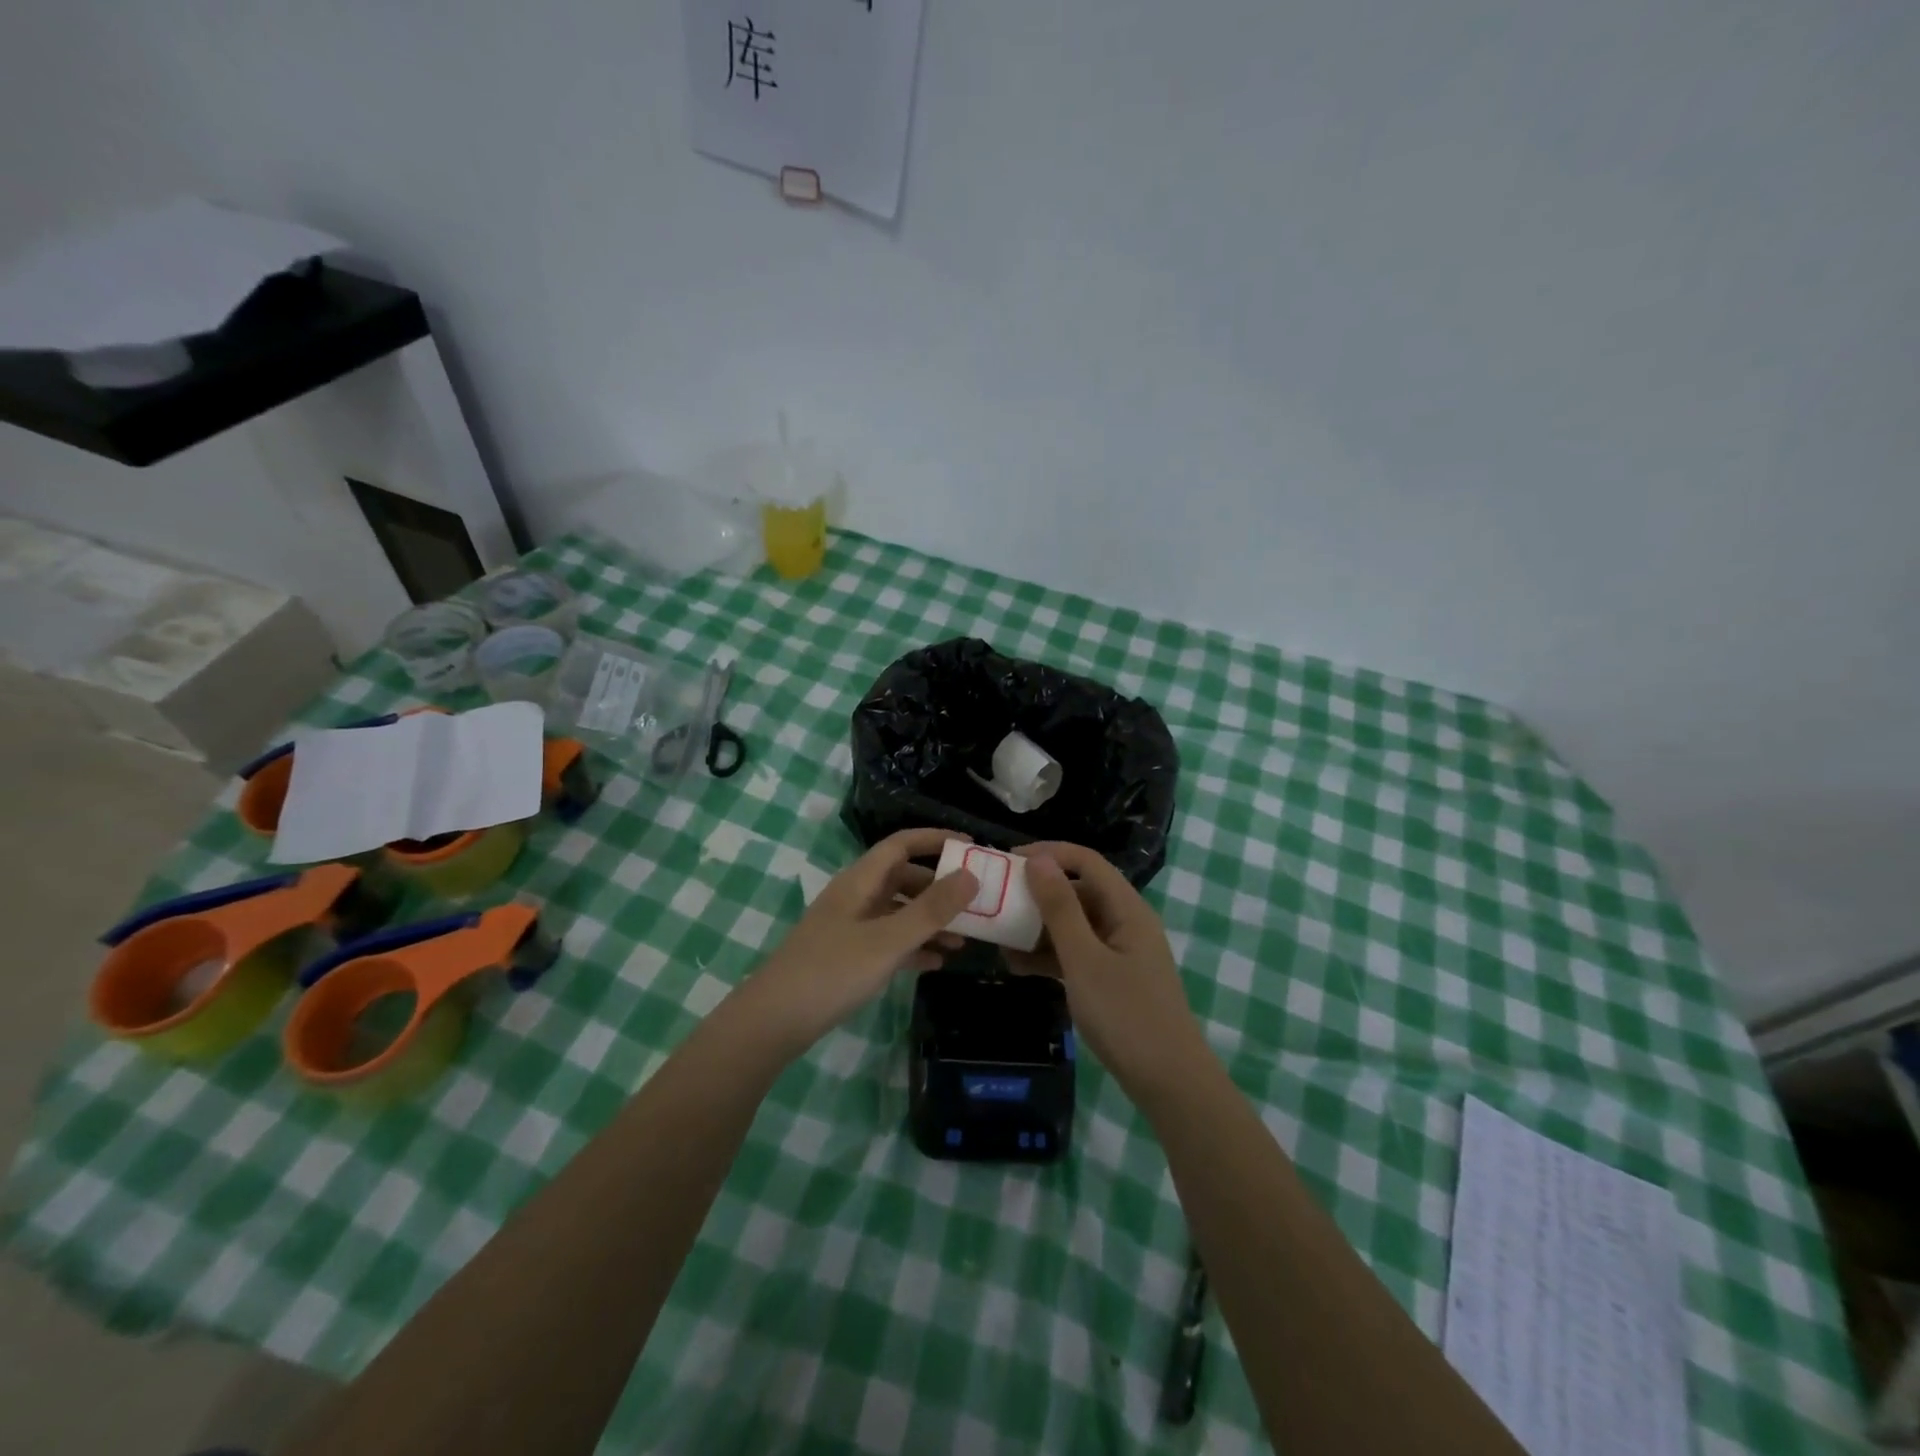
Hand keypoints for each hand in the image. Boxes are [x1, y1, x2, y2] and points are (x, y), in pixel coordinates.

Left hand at [741, 829, 978, 1056]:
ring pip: (899, 912)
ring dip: (930, 921)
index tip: (972, 847)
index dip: (935, 839)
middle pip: (904, 878)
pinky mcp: (848, 957)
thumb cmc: (832, 971)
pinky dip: (914, 946)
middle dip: (940, 887)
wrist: (774, 1022)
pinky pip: (890, 941)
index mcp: (860, 881)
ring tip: (965, 939)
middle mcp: (856, 897)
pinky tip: (937, 963)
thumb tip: (972, 875)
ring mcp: (851, 927)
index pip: (901, 844)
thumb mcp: (888, 940)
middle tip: (976, 901)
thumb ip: (931, 909)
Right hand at [1004, 841, 1208, 1097]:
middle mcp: (1124, 922)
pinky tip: (1015, 967)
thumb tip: (1038, 859)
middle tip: (996, 902)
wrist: (1169, 1083)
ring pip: (1073, 925)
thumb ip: (1060, 908)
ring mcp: (1119, 952)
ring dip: (1037, 928)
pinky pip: (1075, 953)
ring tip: (997, 937)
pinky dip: (1048, 956)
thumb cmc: (1126, 1014)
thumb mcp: (1084, 959)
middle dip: (1037, 894)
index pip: (1086, 861)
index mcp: (1127, 908)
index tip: (1008, 861)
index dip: (1048, 854)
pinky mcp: (1111, 978)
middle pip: (1078, 892)